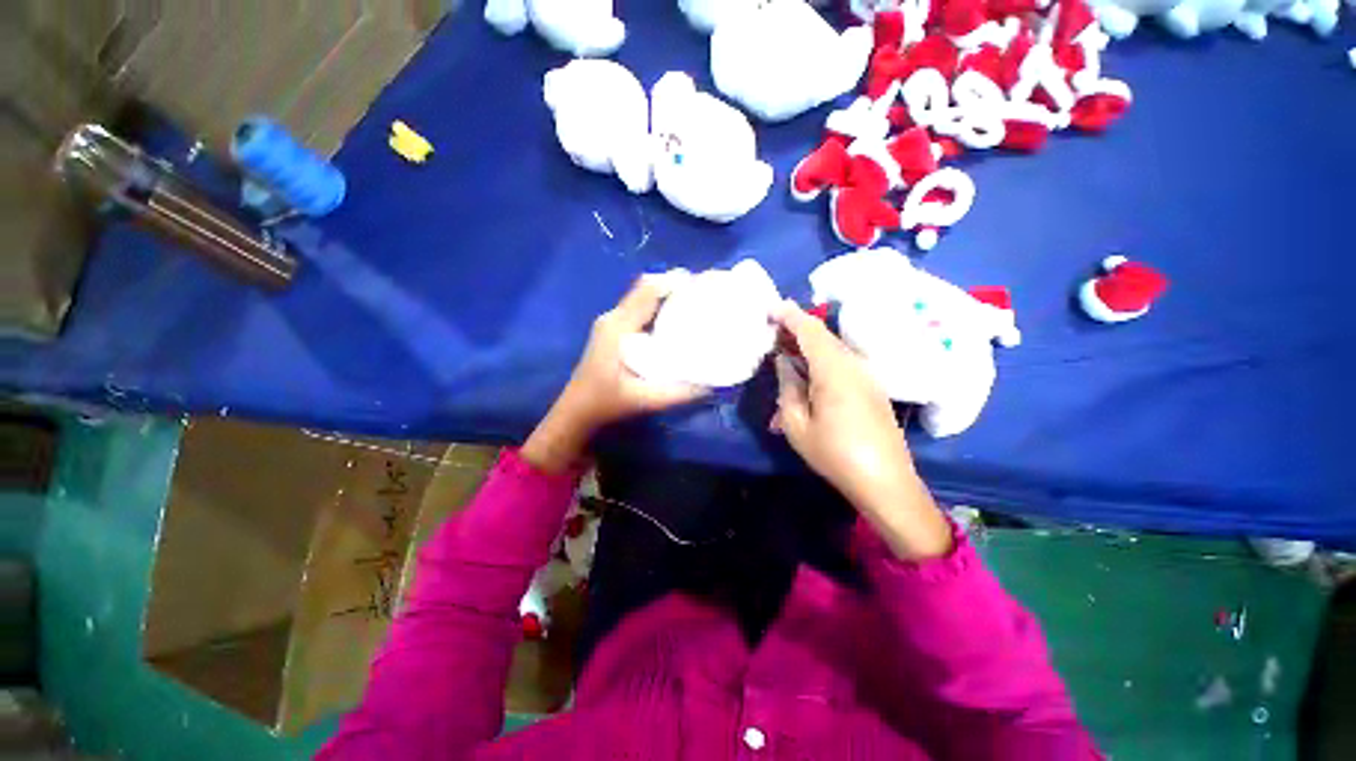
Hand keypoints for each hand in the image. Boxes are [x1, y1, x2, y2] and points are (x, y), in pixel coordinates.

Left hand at [523, 275, 708, 472]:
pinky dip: (657, 307)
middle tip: (702, 294)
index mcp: (618, 327)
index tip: (700, 283)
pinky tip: (673, 321)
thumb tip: (711, 384)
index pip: (646, 291)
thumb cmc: (606, 403)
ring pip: (641, 298)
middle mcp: (613, 318)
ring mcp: (610, 323)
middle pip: (644, 289)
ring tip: (693, 303)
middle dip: (673, 286)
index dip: (672, 281)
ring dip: (665, 296)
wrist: (577, 411)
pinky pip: (638, 309)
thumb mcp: (644, 400)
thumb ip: (678, 393)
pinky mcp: (612, 331)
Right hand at [771, 301, 951, 558]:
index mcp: (834, 370)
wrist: (885, 482)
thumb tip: (784, 362)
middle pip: (822, 336)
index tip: (769, 308)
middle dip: (795, 330)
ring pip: (831, 350)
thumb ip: (787, 387)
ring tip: (783, 357)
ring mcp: (866, 376)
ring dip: (806, 350)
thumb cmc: (835, 454)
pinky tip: (804, 383)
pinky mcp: (871, 387)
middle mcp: (854, 365)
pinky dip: (819, 365)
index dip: (789, 315)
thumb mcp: (796, 424)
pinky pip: (840, 365)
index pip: (810, 330)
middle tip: (771, 334)